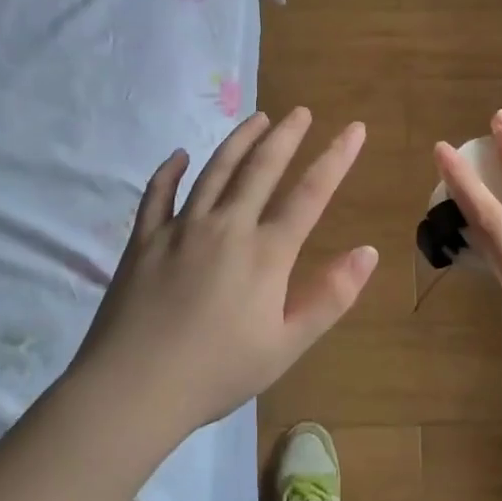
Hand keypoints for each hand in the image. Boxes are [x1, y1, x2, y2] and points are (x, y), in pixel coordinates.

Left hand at [76, 109, 377, 434]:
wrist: (133, 388)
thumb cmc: (217, 372)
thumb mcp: (286, 345)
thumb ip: (330, 297)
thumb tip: (368, 251)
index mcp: (265, 253)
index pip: (310, 194)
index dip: (335, 158)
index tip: (353, 129)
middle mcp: (226, 226)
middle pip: (261, 169)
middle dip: (286, 136)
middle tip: (300, 112)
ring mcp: (181, 228)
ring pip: (215, 171)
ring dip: (239, 141)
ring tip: (257, 119)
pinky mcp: (144, 239)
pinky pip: (158, 194)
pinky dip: (170, 170)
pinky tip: (180, 155)